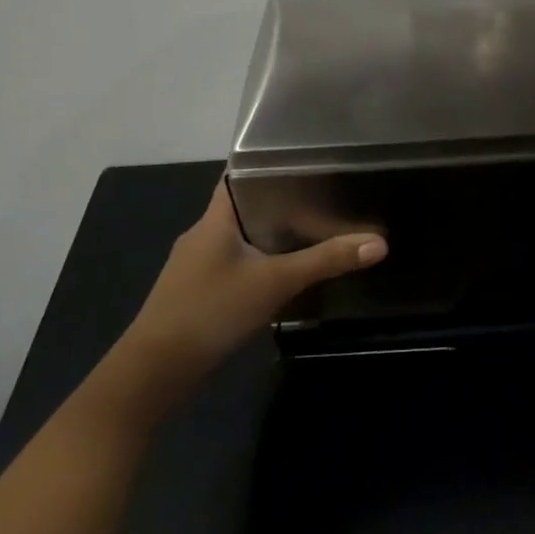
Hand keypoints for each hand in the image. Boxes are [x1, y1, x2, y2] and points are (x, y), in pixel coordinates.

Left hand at [130, 179, 386, 365]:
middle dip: (279, 203)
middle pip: (243, 208)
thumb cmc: (211, 310)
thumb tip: (379, 244)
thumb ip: (325, 261)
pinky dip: (256, 263)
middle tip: (323, 197)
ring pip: (238, 239)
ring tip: (311, 232)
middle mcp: (201, 236)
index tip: (306, 162)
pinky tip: (280, 274)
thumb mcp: (275, 282)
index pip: (237, 176)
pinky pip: (232, 265)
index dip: (267, 166)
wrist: (154, 371)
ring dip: (268, 236)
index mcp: (214, 220)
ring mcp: (194, 267)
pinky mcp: (195, 293)